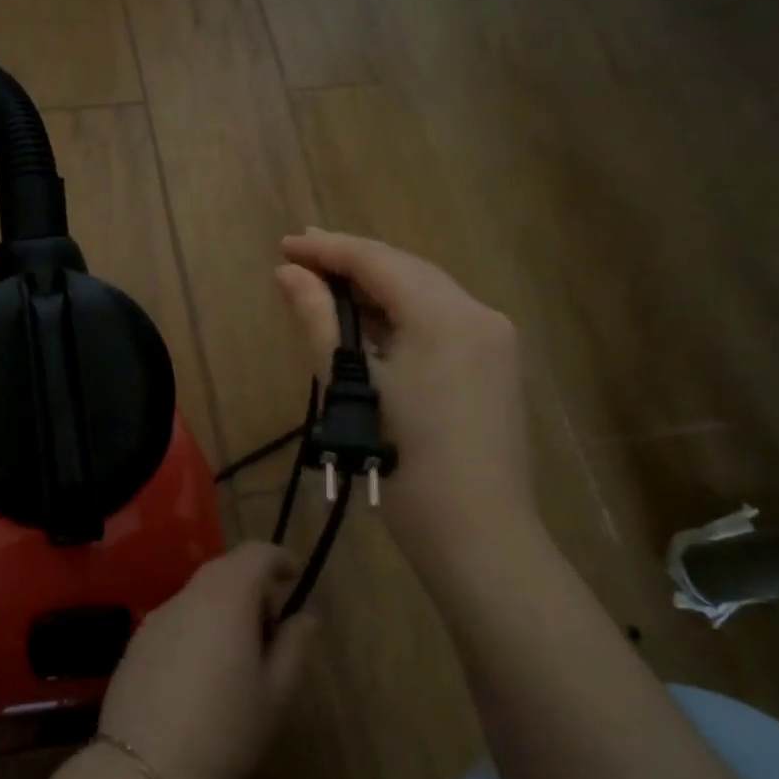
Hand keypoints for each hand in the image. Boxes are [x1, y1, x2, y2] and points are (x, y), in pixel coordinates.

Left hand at [98, 543, 314, 778]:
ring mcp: (158, 616)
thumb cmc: (224, 730)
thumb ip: (294, 647)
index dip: (279, 558)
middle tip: (272, 628)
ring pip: (200, 594)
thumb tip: (302, 617)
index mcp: (226, 598)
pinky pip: (178, 618)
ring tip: (239, 657)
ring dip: (224, 608)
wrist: (143, 768)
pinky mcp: (137, 640)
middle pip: (225, 569)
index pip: (254, 553)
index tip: (295, 578)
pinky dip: (198, 627)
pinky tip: (201, 674)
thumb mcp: (275, 695)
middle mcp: (189, 595)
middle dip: (253, 586)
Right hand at [276, 228, 534, 546]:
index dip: (329, 249)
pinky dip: (399, 314)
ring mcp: (493, 340)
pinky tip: (367, 319)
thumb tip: (288, 274)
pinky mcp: (493, 366)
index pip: (379, 261)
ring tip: (324, 281)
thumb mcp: (353, 385)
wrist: (476, 534)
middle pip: (406, 271)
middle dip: (352, 261)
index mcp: (446, 315)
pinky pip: (439, 321)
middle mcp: (479, 314)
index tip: (285, 244)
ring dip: (375, 287)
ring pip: (424, 294)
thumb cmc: (404, 461)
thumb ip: (319, 321)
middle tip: (299, 254)